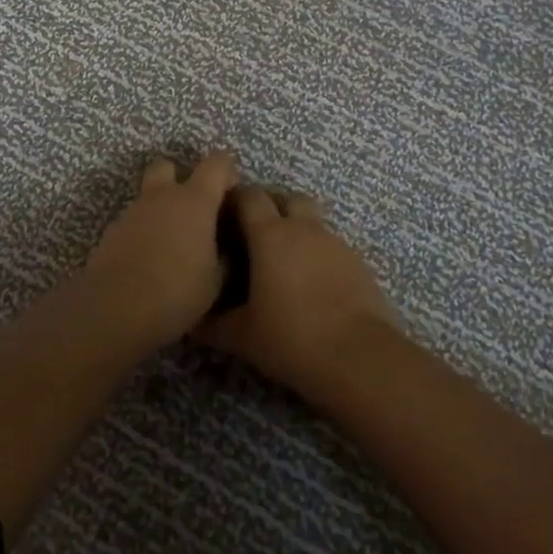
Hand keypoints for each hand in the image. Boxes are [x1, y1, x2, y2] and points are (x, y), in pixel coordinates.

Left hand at [82, 152, 239, 346]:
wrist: (115, 309)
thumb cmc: (177, 291)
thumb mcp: (215, 281)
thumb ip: (222, 257)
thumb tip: (222, 251)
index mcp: (194, 201)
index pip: (217, 163)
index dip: (227, 170)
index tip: (232, 192)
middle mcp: (161, 197)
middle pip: (167, 166)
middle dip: (180, 178)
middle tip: (193, 210)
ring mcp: (132, 212)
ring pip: (147, 197)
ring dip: (160, 210)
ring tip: (171, 246)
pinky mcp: (110, 233)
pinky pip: (133, 222)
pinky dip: (143, 233)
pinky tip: (148, 262)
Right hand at [195, 186, 400, 397]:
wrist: (360, 358)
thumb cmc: (292, 338)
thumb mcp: (242, 336)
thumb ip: (214, 324)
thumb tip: (192, 322)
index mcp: (270, 234)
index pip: (248, 196)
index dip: (233, 199)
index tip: (220, 217)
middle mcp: (304, 229)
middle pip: (286, 198)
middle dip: (271, 209)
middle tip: (254, 237)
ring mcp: (335, 243)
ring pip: (312, 223)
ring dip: (297, 233)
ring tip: (283, 266)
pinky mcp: (358, 263)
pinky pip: (331, 247)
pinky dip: (318, 257)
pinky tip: (311, 287)